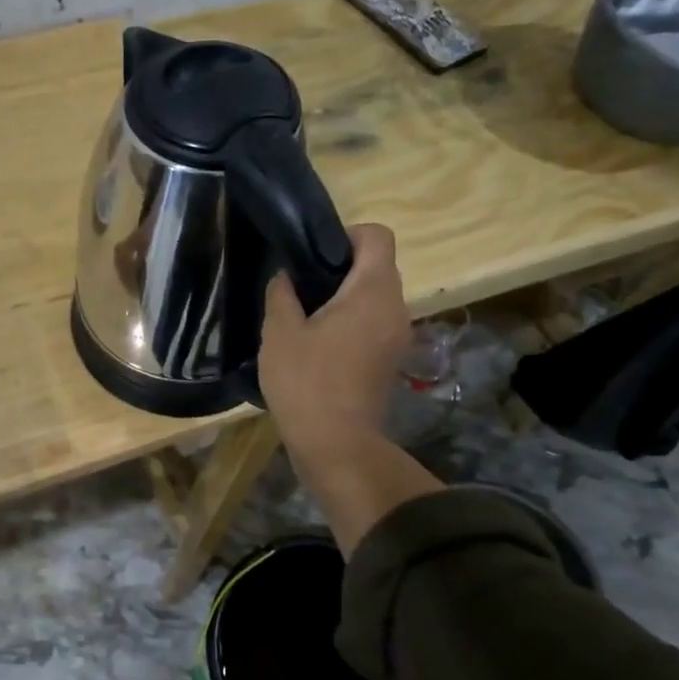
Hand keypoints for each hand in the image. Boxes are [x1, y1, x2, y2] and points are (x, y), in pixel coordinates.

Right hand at [259, 224, 411, 467]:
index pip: (377, 236)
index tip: (313, 255)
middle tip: (300, 285)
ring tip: (306, 315)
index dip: (346, 235)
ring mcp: (398, 336)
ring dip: (345, 297)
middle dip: (340, 267)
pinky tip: (319, 343)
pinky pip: (375, 322)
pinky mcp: (391, 360)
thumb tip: (286, 276)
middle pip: (377, 266)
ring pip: (375, 297)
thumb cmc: (306, 382)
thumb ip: (282, 294)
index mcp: (373, 291)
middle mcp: (396, 307)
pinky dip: (352, 321)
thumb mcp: (280, 333)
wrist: (336, 445)